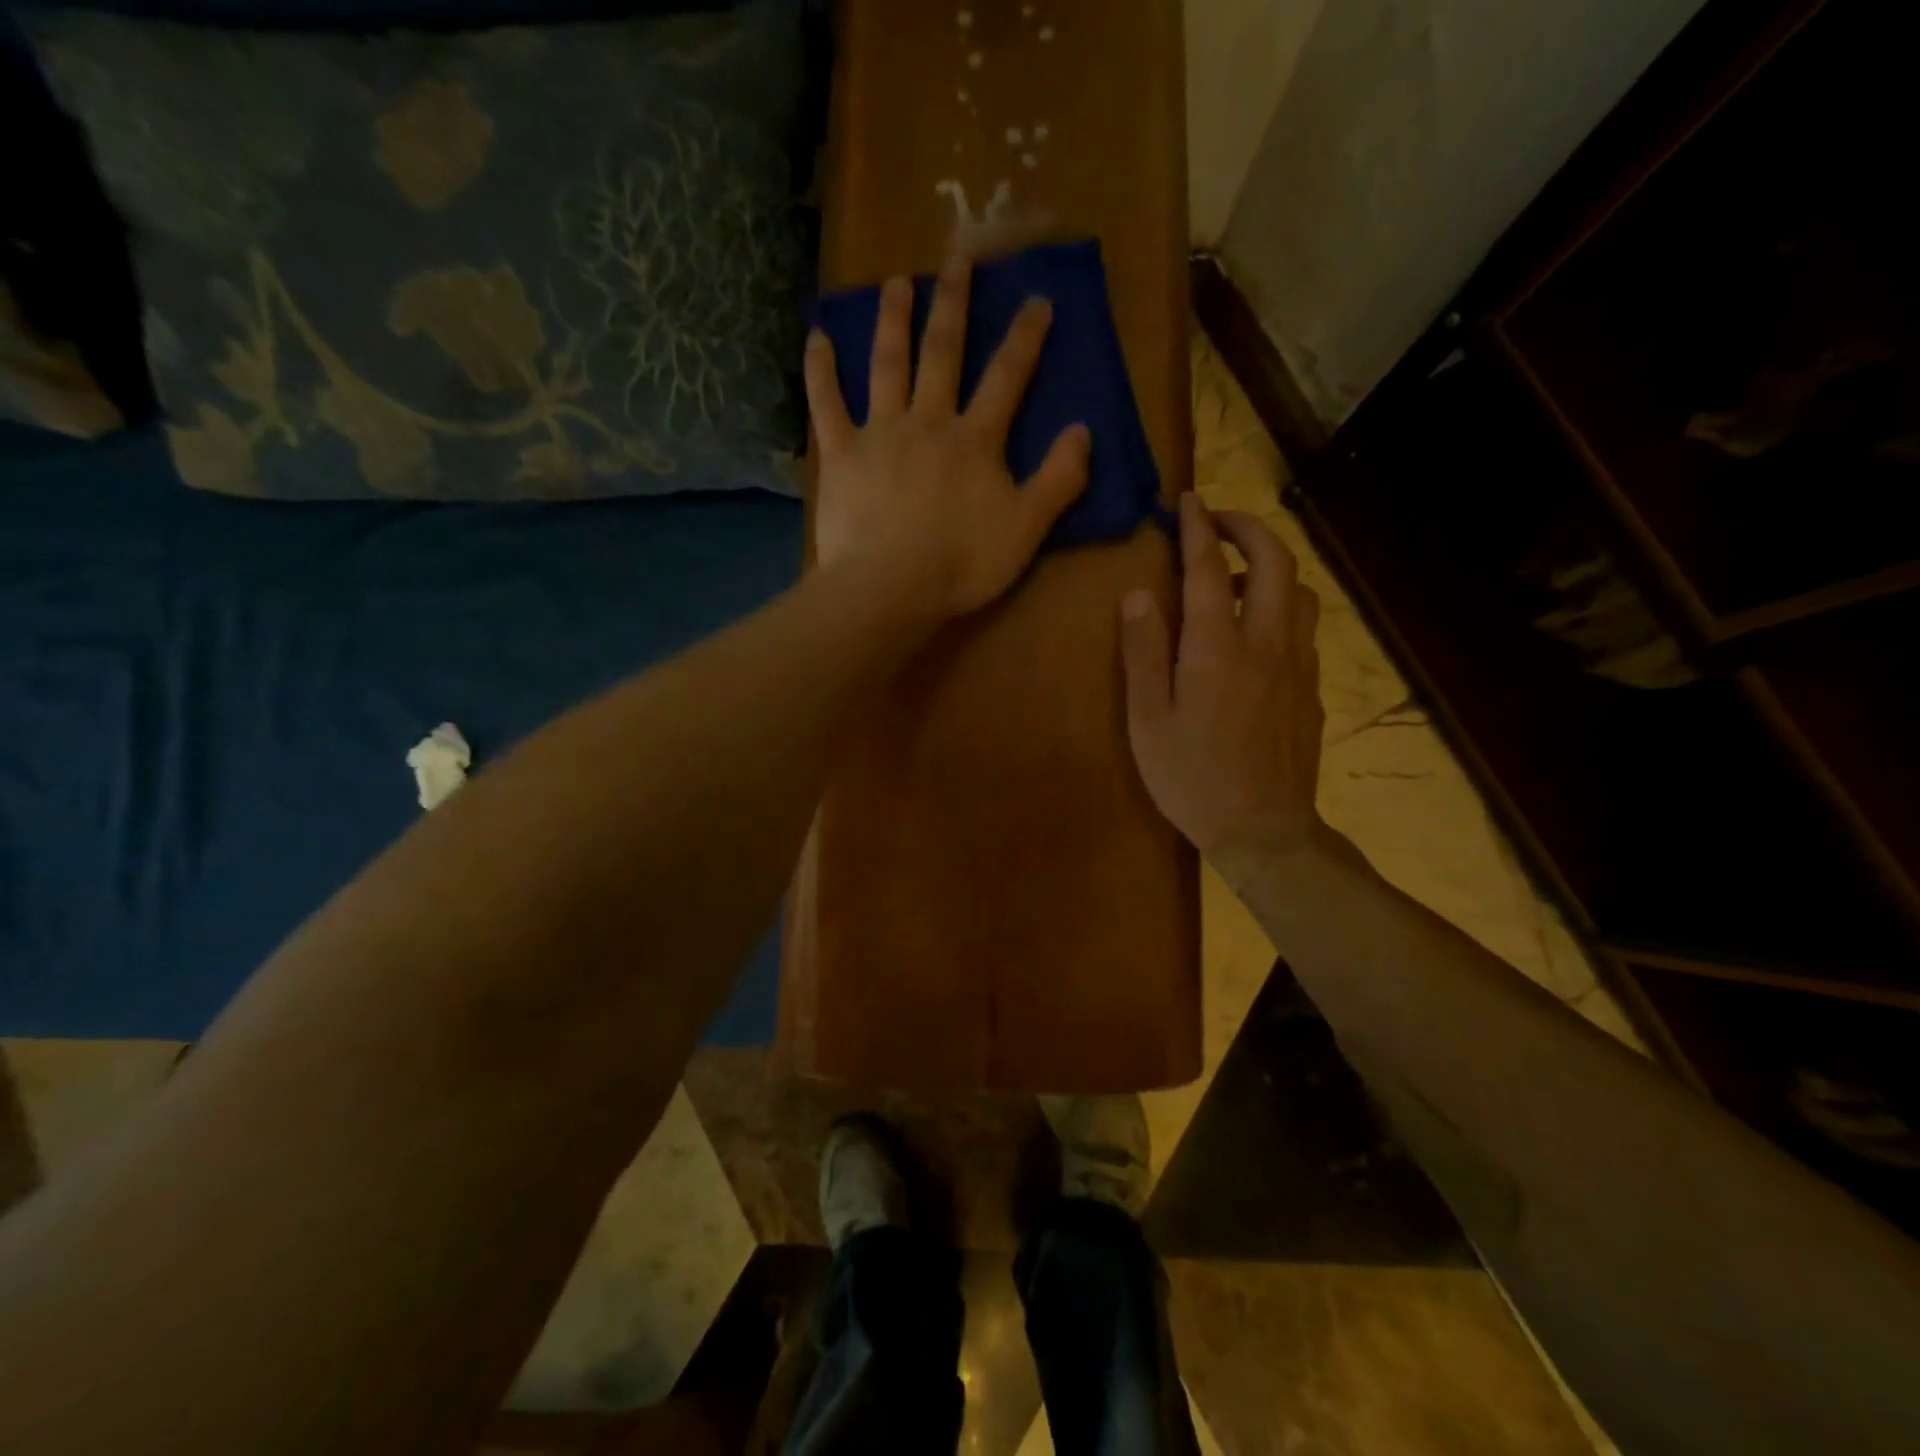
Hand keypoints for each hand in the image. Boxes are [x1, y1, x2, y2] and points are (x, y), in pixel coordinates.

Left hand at [805, 256, 1091, 622]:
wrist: (890, 588)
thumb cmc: (962, 564)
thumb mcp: (1027, 529)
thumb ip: (1058, 480)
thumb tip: (1084, 431)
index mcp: (975, 440)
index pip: (1007, 377)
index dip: (1024, 338)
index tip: (1035, 298)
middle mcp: (928, 421)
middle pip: (943, 353)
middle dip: (953, 304)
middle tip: (956, 257)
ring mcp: (880, 433)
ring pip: (887, 364)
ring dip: (892, 320)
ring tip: (894, 282)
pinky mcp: (841, 454)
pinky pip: (826, 404)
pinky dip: (820, 370)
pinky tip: (815, 337)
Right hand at [1120, 495, 1325, 875]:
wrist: (1264, 831)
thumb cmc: (1191, 779)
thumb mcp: (1148, 721)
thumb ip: (1143, 653)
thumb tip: (1138, 594)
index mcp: (1218, 649)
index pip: (1209, 569)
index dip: (1197, 528)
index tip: (1187, 501)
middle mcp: (1267, 644)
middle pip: (1275, 562)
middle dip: (1248, 528)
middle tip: (1218, 523)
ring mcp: (1298, 666)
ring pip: (1299, 592)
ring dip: (1270, 568)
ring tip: (1236, 579)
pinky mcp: (1312, 689)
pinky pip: (1303, 628)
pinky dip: (1280, 607)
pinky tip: (1257, 633)